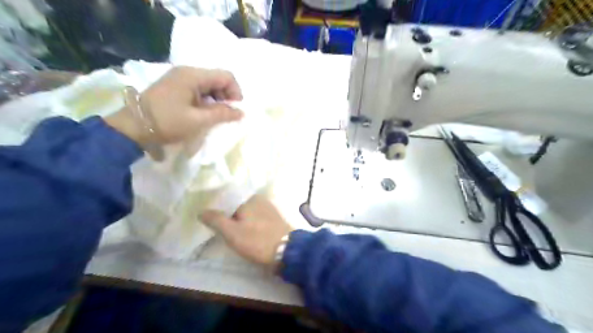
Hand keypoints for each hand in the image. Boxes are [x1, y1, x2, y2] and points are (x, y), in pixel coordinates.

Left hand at [106, 66, 242, 144]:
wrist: (132, 127)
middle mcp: (187, 71)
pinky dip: (206, 100)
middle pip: (217, 79)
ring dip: (217, 99)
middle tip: (226, 115)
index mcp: (193, 75)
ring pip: (209, 84)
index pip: (226, 76)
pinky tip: (204, 113)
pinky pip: (198, 89)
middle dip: (227, 96)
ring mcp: (179, 78)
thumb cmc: (167, 122)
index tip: (235, 110)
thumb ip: (222, 114)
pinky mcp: (175, 86)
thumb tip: (241, 112)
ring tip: (215, 116)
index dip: (236, 92)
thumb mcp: (198, 120)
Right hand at [201, 196, 293, 266]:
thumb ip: (216, 220)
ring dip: (238, 220)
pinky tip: (245, 233)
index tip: (209, 219)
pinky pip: (256, 218)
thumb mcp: (232, 232)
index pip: (228, 198)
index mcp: (249, 198)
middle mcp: (260, 199)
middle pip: (238, 205)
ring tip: (229, 232)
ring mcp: (269, 209)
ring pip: (247, 212)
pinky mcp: (274, 219)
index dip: (217, 208)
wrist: (287, 251)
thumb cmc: (257, 240)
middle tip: (217, 228)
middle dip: (228, 215)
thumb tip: (201, 211)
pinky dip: (248, 224)